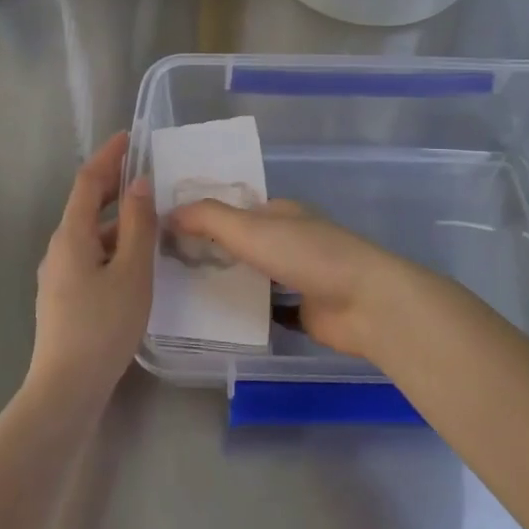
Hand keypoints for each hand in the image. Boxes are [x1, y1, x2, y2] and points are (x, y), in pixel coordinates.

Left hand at [29, 132, 154, 402]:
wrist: (66, 389)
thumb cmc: (103, 326)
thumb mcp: (132, 272)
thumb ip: (139, 225)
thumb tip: (140, 184)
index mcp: (72, 235)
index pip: (88, 181)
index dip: (109, 156)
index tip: (130, 137)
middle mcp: (59, 248)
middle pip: (87, 206)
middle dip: (115, 185)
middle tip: (147, 173)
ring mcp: (58, 275)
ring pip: (91, 234)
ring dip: (118, 220)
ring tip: (152, 219)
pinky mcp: (64, 297)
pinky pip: (91, 256)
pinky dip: (114, 246)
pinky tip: (135, 262)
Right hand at [167, 198, 426, 361]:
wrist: (363, 303)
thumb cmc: (306, 255)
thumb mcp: (251, 228)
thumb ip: (209, 218)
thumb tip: (167, 212)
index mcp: (280, 213)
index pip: (234, 209)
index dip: (203, 216)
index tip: (165, 229)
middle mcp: (288, 240)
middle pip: (242, 243)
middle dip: (210, 251)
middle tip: (164, 265)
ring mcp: (297, 276)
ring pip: (252, 276)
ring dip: (225, 281)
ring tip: (179, 292)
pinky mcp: (302, 310)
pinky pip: (264, 308)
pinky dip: (243, 311)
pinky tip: (212, 320)